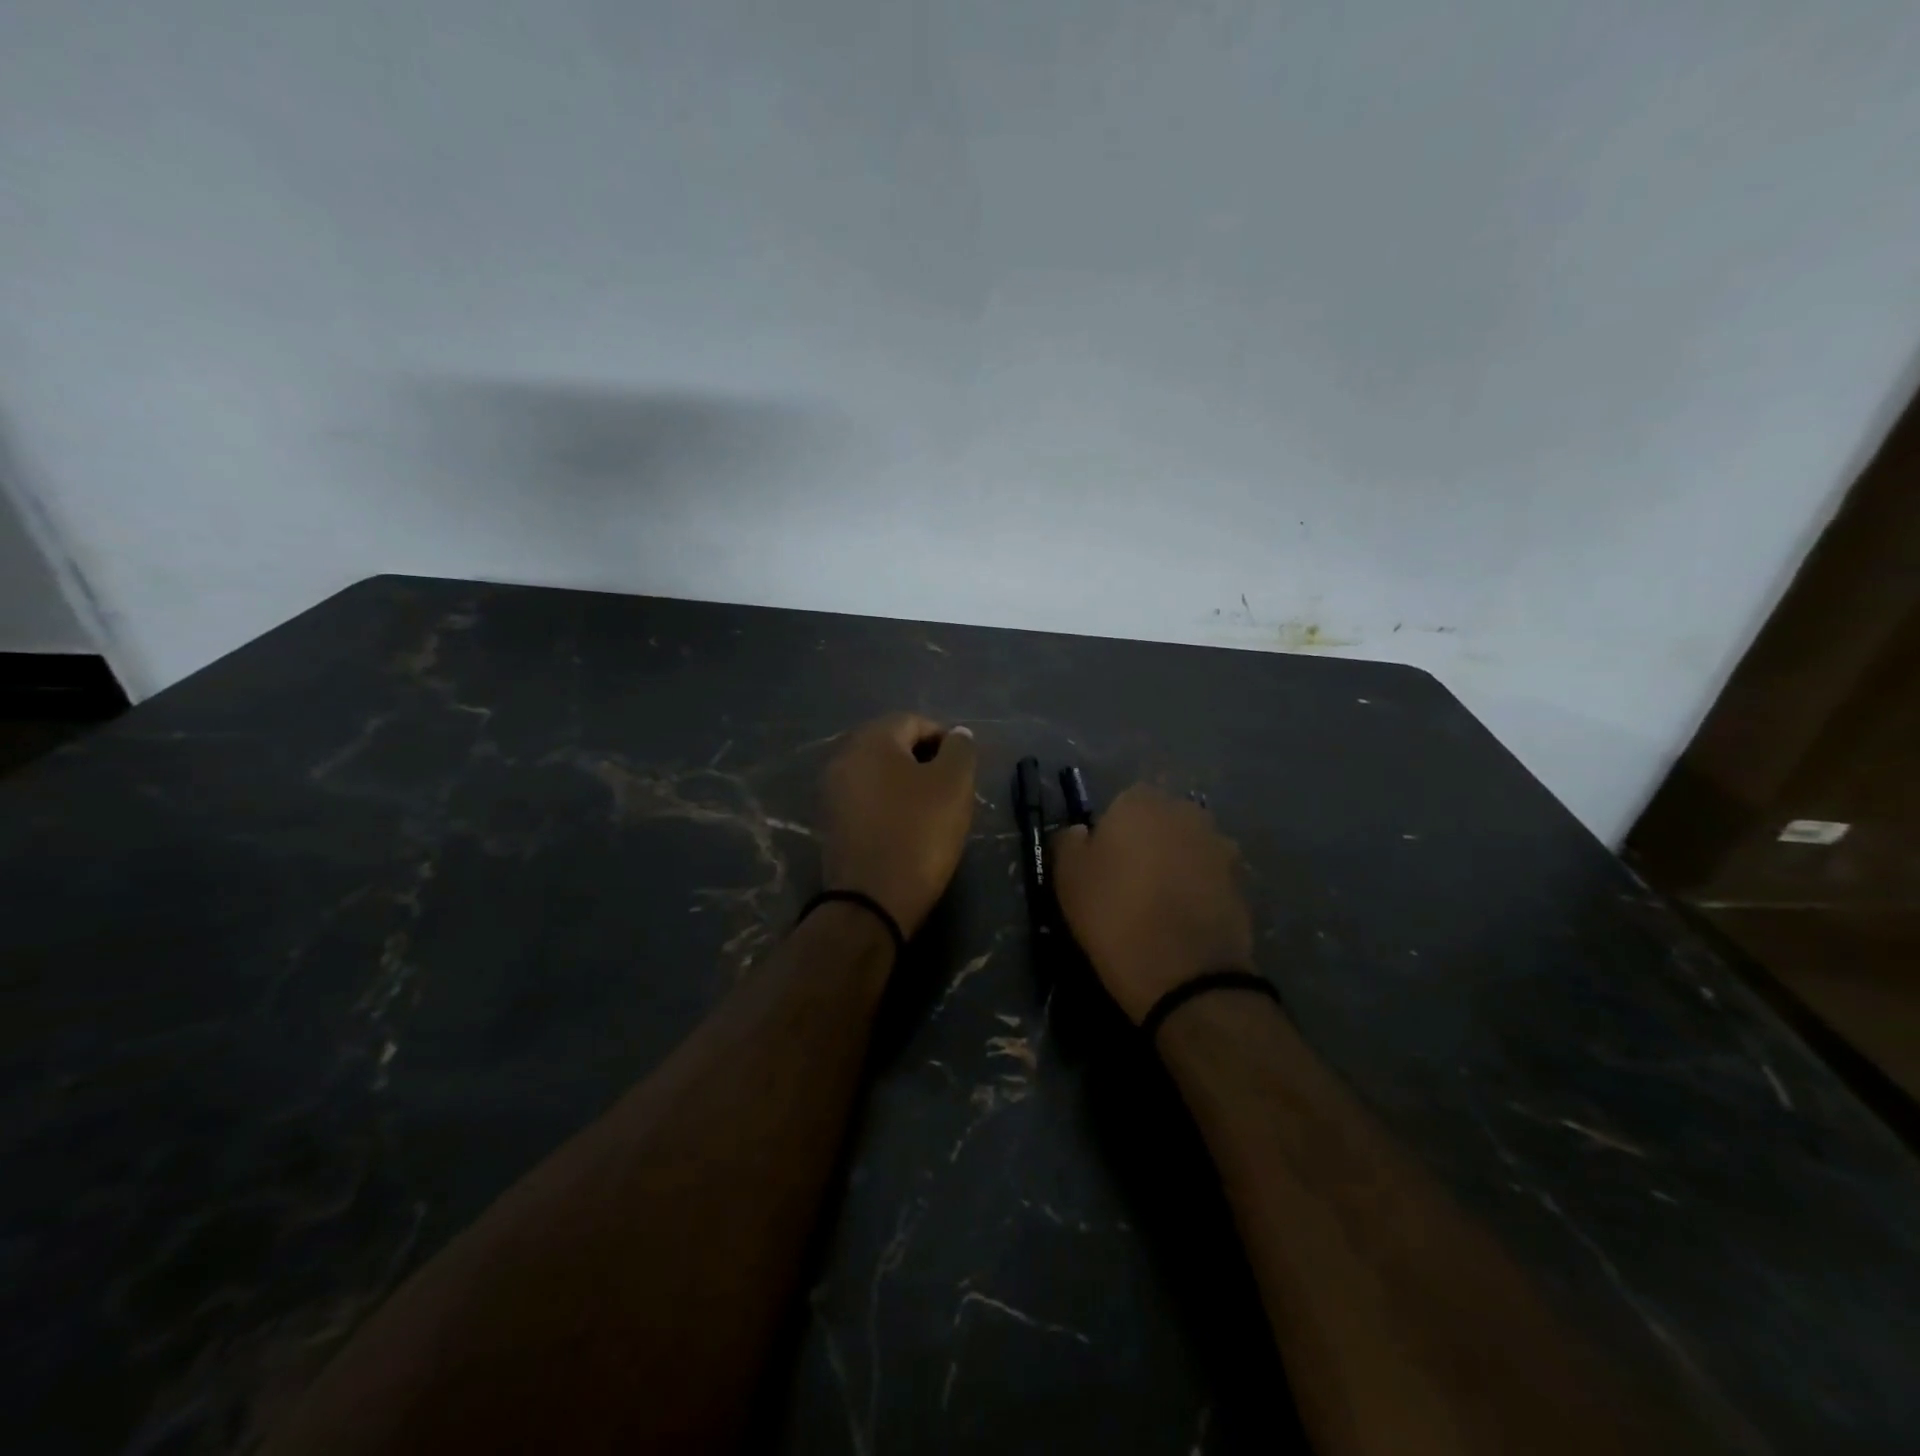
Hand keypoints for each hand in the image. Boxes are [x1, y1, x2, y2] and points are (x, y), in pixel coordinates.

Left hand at [820, 714, 977, 937]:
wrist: (871, 900)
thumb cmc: (919, 832)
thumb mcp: (954, 784)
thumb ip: (960, 749)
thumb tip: (957, 735)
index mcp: (871, 740)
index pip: (914, 721)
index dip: (945, 739)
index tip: (965, 769)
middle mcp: (843, 757)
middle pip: (893, 745)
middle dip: (925, 761)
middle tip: (952, 789)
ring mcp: (832, 792)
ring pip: (879, 774)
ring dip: (907, 785)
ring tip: (933, 811)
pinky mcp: (831, 823)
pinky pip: (867, 800)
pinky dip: (889, 806)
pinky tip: (908, 829)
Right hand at [1051, 785, 1253, 1023]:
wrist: (1186, 974)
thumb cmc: (1115, 915)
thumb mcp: (1068, 877)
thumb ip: (1069, 841)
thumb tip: (1081, 832)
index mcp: (1140, 801)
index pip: (1121, 803)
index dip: (1110, 833)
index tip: (1101, 864)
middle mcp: (1186, 811)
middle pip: (1159, 821)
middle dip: (1147, 843)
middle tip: (1128, 883)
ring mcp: (1220, 844)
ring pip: (1187, 847)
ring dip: (1176, 865)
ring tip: (1158, 905)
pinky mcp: (1242, 880)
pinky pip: (1209, 876)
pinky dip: (1198, 890)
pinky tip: (1182, 920)